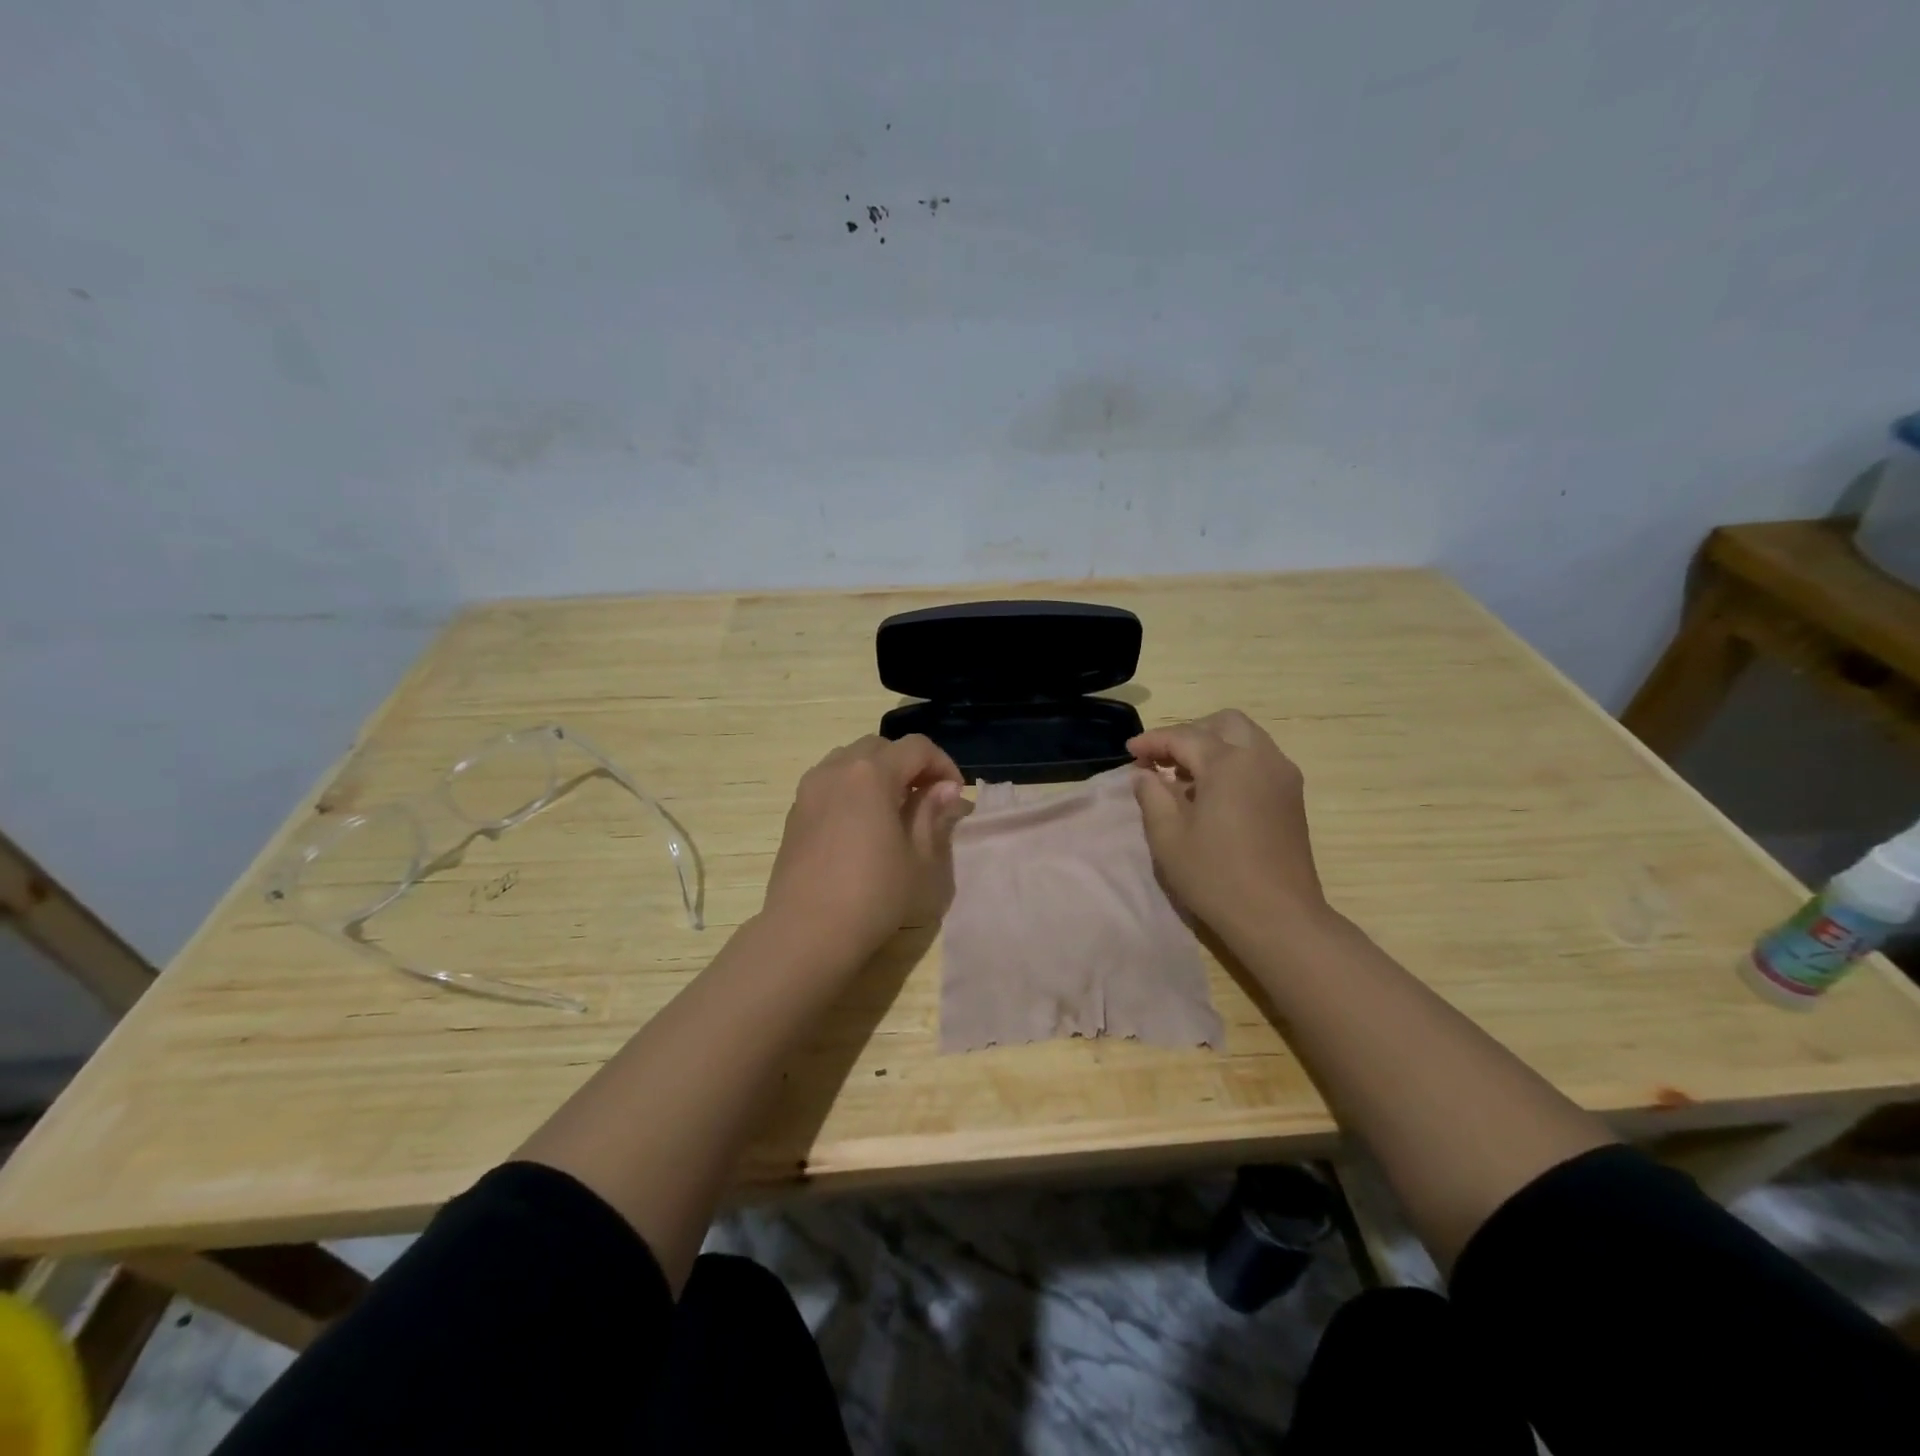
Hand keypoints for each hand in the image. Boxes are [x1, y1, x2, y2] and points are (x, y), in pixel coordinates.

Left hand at [761, 734, 968, 965]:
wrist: (807, 932)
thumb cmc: (873, 895)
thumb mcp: (918, 858)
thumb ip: (932, 814)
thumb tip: (944, 789)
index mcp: (871, 774)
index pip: (916, 748)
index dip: (943, 764)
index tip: (955, 795)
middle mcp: (837, 769)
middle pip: (881, 747)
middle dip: (909, 764)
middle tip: (927, 798)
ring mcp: (810, 789)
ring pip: (850, 760)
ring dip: (878, 772)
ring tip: (894, 808)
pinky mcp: (795, 812)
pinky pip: (830, 782)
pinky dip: (852, 788)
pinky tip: (862, 825)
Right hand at [1128, 710, 1329, 945]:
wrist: (1279, 918)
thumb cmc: (1216, 876)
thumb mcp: (1168, 837)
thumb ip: (1152, 795)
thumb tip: (1146, 774)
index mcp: (1228, 763)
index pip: (1184, 737)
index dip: (1152, 742)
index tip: (1129, 753)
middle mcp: (1261, 758)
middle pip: (1224, 723)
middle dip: (1189, 733)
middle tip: (1162, 759)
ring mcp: (1283, 776)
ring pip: (1246, 738)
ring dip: (1213, 746)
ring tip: (1185, 777)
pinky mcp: (1292, 797)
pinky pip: (1259, 760)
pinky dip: (1234, 762)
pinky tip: (1214, 794)